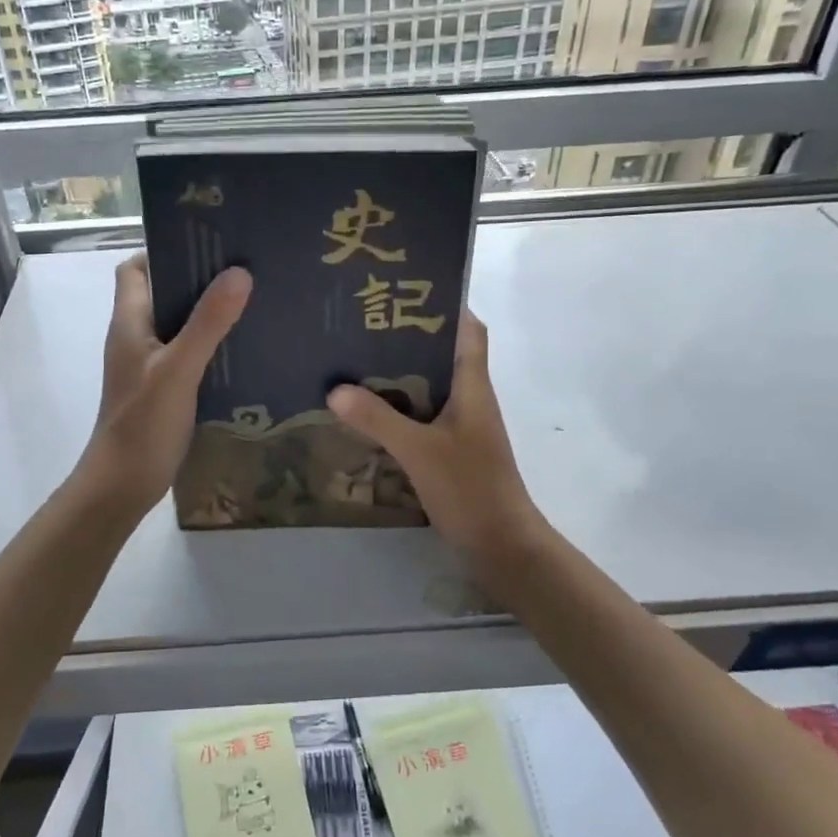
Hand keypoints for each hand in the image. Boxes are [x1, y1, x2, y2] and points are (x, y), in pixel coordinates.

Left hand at [76, 253, 251, 516]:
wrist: (123, 483)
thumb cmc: (143, 423)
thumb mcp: (178, 369)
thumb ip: (207, 323)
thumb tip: (239, 272)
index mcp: (130, 322)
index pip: (135, 269)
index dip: (163, 251)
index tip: (206, 244)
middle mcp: (136, 337)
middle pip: (162, 293)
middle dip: (197, 278)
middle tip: (243, 267)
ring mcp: (149, 364)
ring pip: (178, 324)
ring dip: (207, 312)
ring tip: (252, 300)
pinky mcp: (164, 388)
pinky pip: (188, 353)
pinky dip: (211, 344)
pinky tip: (243, 346)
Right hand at [327, 310, 543, 563]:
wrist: (502, 545)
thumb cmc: (470, 488)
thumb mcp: (419, 450)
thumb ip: (378, 419)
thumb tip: (335, 389)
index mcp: (472, 386)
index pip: (469, 330)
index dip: (446, 305)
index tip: (406, 291)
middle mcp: (470, 399)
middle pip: (443, 354)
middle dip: (407, 338)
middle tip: (362, 325)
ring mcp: (462, 427)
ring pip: (429, 386)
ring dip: (399, 375)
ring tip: (354, 362)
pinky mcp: (452, 451)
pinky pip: (422, 417)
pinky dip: (398, 410)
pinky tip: (366, 414)